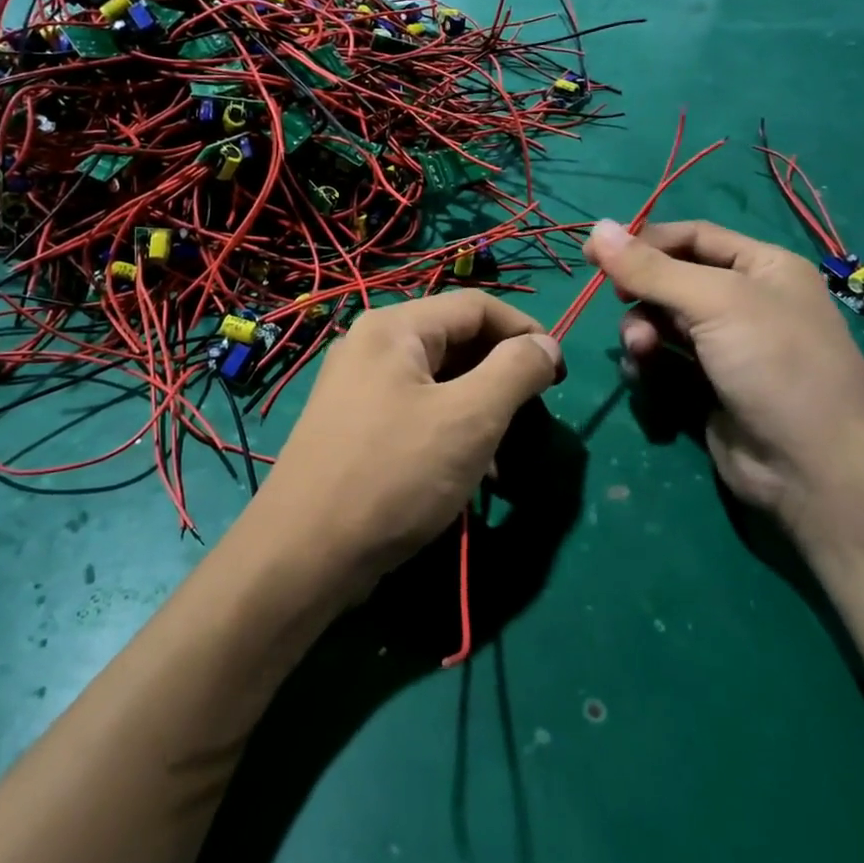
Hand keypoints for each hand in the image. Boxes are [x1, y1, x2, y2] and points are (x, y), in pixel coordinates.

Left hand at [250, 293, 561, 601]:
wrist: (303, 556)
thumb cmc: (394, 475)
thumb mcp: (470, 418)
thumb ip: (516, 371)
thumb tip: (546, 344)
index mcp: (394, 328)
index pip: (477, 306)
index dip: (526, 331)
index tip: (560, 375)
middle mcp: (371, 347)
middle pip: (456, 342)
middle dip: (503, 377)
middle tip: (534, 419)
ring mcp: (357, 390)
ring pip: (440, 383)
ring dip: (482, 411)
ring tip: (508, 457)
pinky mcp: (354, 429)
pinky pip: (417, 413)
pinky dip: (452, 432)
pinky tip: (472, 475)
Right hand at [583, 218, 863, 549]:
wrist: (814, 467)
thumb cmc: (775, 364)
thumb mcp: (716, 302)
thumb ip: (652, 269)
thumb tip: (597, 228)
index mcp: (762, 267)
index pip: (692, 237)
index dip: (643, 241)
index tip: (595, 253)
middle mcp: (746, 302)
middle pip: (672, 280)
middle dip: (642, 293)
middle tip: (620, 303)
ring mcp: (727, 348)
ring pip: (662, 323)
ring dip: (641, 332)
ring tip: (641, 351)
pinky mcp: (708, 389)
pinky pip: (664, 363)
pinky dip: (648, 365)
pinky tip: (643, 377)